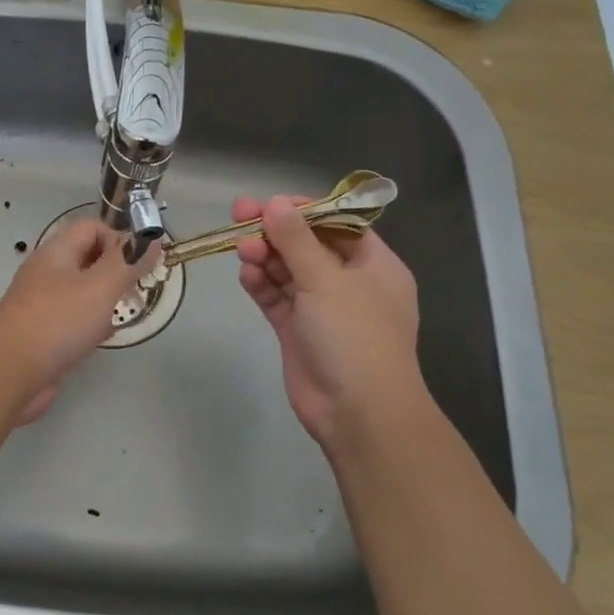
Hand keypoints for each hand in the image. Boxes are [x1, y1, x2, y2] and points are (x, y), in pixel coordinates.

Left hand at [0, 218, 156, 423]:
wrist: (9, 374)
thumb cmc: (57, 322)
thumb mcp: (100, 286)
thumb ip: (128, 262)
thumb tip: (152, 241)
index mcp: (56, 252)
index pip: (93, 228)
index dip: (120, 239)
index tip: (141, 264)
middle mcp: (48, 273)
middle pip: (89, 259)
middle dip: (117, 271)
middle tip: (138, 291)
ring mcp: (44, 304)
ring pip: (84, 291)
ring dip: (107, 300)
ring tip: (122, 315)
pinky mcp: (44, 333)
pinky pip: (75, 319)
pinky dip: (92, 324)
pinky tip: (103, 338)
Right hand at [233, 195, 423, 450]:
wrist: (357, 412)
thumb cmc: (355, 336)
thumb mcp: (327, 280)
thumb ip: (297, 240)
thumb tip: (275, 203)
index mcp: (374, 266)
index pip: (339, 224)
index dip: (305, 210)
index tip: (271, 202)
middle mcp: (349, 283)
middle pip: (307, 246)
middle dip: (275, 231)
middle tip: (239, 215)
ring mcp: (322, 309)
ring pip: (288, 271)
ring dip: (265, 257)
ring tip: (241, 249)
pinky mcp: (297, 331)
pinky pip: (277, 298)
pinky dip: (262, 285)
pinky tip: (246, 274)